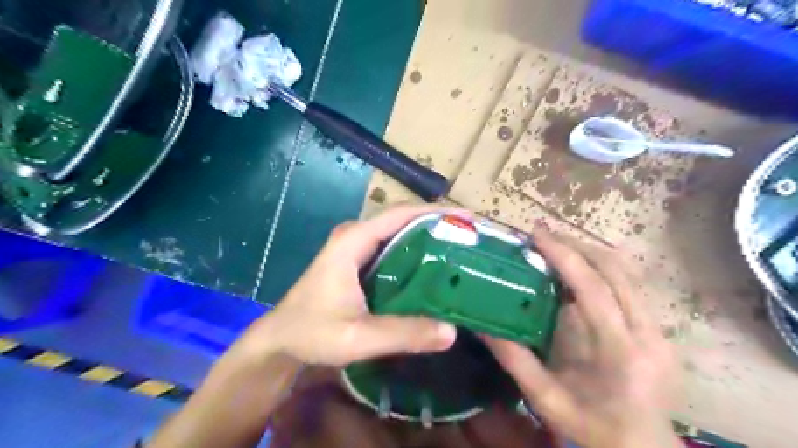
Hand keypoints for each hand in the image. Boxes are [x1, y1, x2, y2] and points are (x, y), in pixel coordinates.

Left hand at [237, 206, 458, 367]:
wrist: (280, 340)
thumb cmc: (311, 333)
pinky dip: (416, 251)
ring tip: (462, 247)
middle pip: (404, 219)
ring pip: (400, 232)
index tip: (469, 217)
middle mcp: (356, 235)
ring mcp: (356, 246)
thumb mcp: (356, 336)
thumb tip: (451, 331)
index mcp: (353, 240)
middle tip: (473, 236)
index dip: (436, 212)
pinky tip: (435, 267)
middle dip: (439, 222)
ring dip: (429, 235)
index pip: (401, 214)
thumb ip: (402, 333)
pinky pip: (393, 247)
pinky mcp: (358, 259)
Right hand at [483, 228, 682, 447]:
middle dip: (577, 245)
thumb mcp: (547, 400)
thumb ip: (516, 361)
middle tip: (542, 236)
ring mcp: (659, 330)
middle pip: (616, 271)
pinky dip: (602, 268)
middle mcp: (648, 334)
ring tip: (556, 245)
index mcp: (621, 352)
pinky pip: (630, 285)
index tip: (536, 235)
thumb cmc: (594, 429)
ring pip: (628, 273)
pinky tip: (578, 269)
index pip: (593, 288)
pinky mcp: (658, 329)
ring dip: (590, 253)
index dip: (564, 256)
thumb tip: (483, 327)